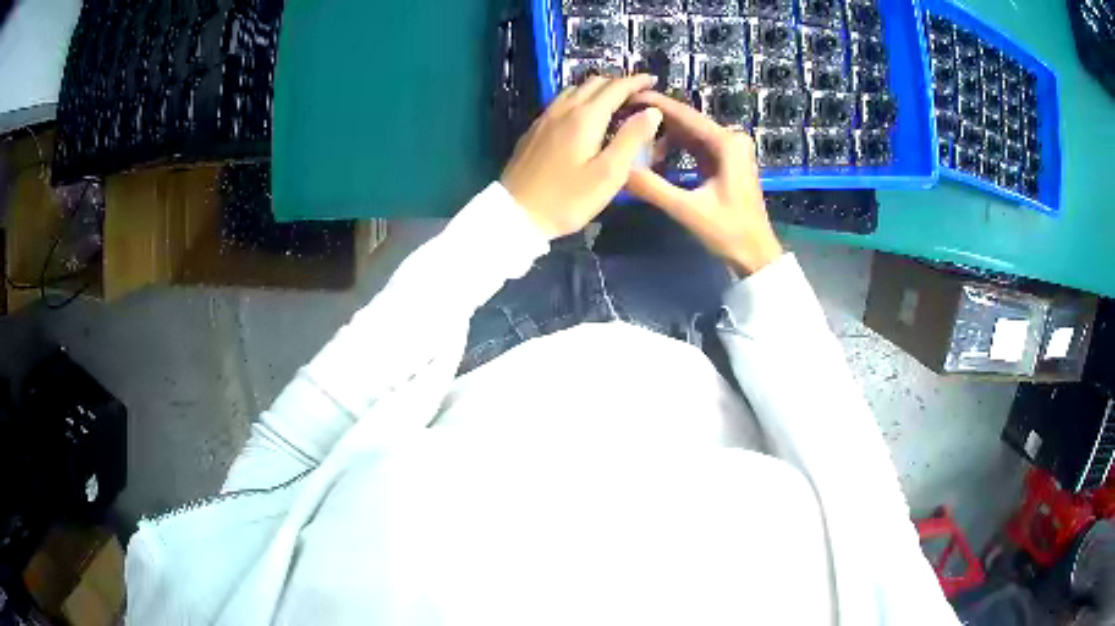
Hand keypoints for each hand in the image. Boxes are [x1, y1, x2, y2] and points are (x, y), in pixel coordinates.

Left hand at [501, 75, 663, 238]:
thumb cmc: (567, 199)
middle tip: (636, 93)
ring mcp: (545, 118)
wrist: (516, 214)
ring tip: (612, 101)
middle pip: (593, 83)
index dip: (636, 82)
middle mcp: (564, 110)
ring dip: (597, 89)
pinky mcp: (533, 130)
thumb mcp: (609, 174)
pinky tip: (582, 115)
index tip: (652, 80)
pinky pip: (560, 102)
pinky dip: (579, 99)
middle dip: (618, 82)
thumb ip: (632, 139)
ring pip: (574, 89)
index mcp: (586, 117)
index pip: (615, 88)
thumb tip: (651, 111)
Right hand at [625, 91, 782, 275]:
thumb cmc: (729, 232)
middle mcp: (730, 138)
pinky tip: (656, 160)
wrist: (756, 255)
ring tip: (635, 147)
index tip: (626, 96)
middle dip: (655, 123)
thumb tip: (617, 168)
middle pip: (685, 121)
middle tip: (622, 123)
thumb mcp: (688, 210)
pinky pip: (694, 147)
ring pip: (688, 134)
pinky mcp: (725, 162)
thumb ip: (652, 187)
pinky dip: (675, 151)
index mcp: (726, 143)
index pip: (684, 114)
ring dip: (663, 140)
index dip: (654, 104)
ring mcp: (730, 149)